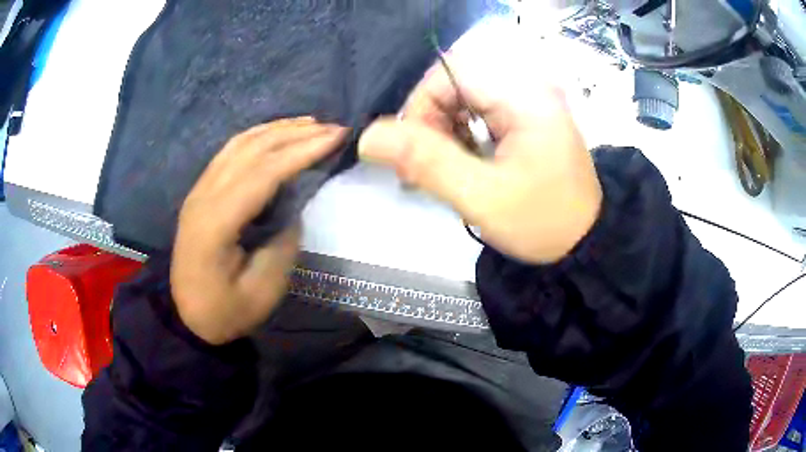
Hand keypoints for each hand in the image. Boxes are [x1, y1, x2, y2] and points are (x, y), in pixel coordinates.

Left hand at [171, 117, 347, 344]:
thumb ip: (282, 243)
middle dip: (296, 134)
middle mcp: (204, 196)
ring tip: (311, 124)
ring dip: (277, 129)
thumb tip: (293, 205)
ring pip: (239, 144)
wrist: (186, 316)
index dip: (302, 151)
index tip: (337, 137)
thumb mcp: (263, 291)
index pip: (263, 173)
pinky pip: (229, 152)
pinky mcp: (200, 191)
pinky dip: (257, 137)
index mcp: (216, 223)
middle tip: (333, 128)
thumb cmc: (225, 311)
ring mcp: (199, 190)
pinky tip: (276, 134)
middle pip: (252, 150)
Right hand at [358, 57, 601, 262]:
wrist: (585, 244)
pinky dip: (460, 137)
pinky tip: (463, 166)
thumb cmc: (543, 223)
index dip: (420, 105)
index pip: (450, 71)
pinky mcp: (526, 119)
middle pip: (456, 83)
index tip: (413, 150)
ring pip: (463, 99)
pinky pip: (479, 113)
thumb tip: (368, 136)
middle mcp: (528, 88)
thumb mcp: (482, 197)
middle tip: (423, 168)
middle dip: (430, 121)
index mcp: (524, 96)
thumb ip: (427, 162)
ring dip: (443, 131)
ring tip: (442, 172)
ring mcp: (529, 103)